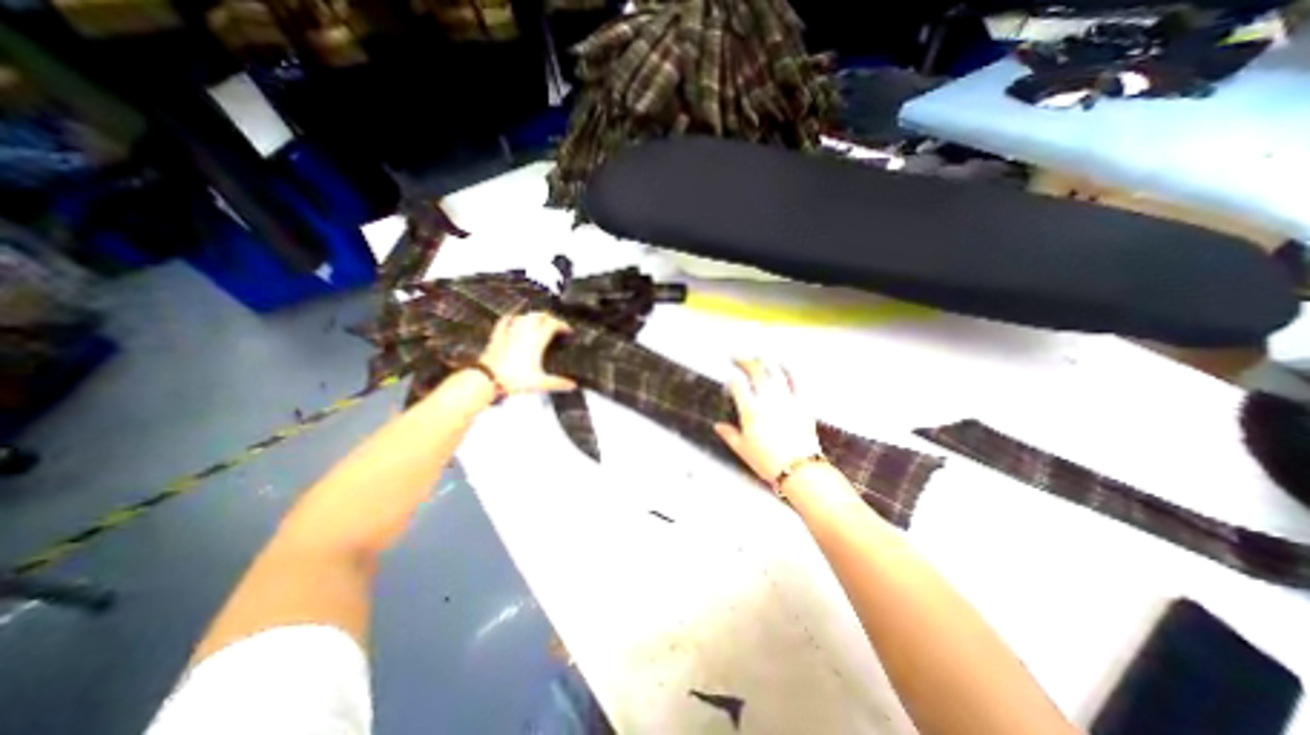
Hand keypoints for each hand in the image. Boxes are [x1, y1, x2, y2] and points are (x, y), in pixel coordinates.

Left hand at [480, 316, 573, 396]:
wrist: (489, 379)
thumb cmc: (513, 379)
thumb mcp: (540, 383)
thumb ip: (558, 383)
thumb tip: (572, 385)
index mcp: (537, 341)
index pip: (553, 325)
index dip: (562, 325)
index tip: (567, 330)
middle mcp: (524, 333)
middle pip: (539, 316)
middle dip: (549, 318)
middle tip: (554, 324)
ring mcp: (510, 332)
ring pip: (524, 316)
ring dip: (533, 316)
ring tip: (538, 320)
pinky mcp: (498, 336)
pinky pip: (504, 321)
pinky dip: (511, 317)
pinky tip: (512, 317)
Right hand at [714, 357, 815, 481]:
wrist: (800, 471)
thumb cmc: (769, 462)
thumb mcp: (743, 450)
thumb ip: (729, 434)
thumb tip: (718, 426)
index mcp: (751, 412)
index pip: (737, 385)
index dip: (731, 381)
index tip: (730, 383)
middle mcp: (768, 401)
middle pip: (755, 372)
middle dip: (743, 361)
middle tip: (736, 357)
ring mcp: (786, 400)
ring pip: (774, 372)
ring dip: (764, 361)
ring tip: (757, 356)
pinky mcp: (802, 404)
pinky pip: (796, 381)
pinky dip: (788, 370)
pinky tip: (783, 364)